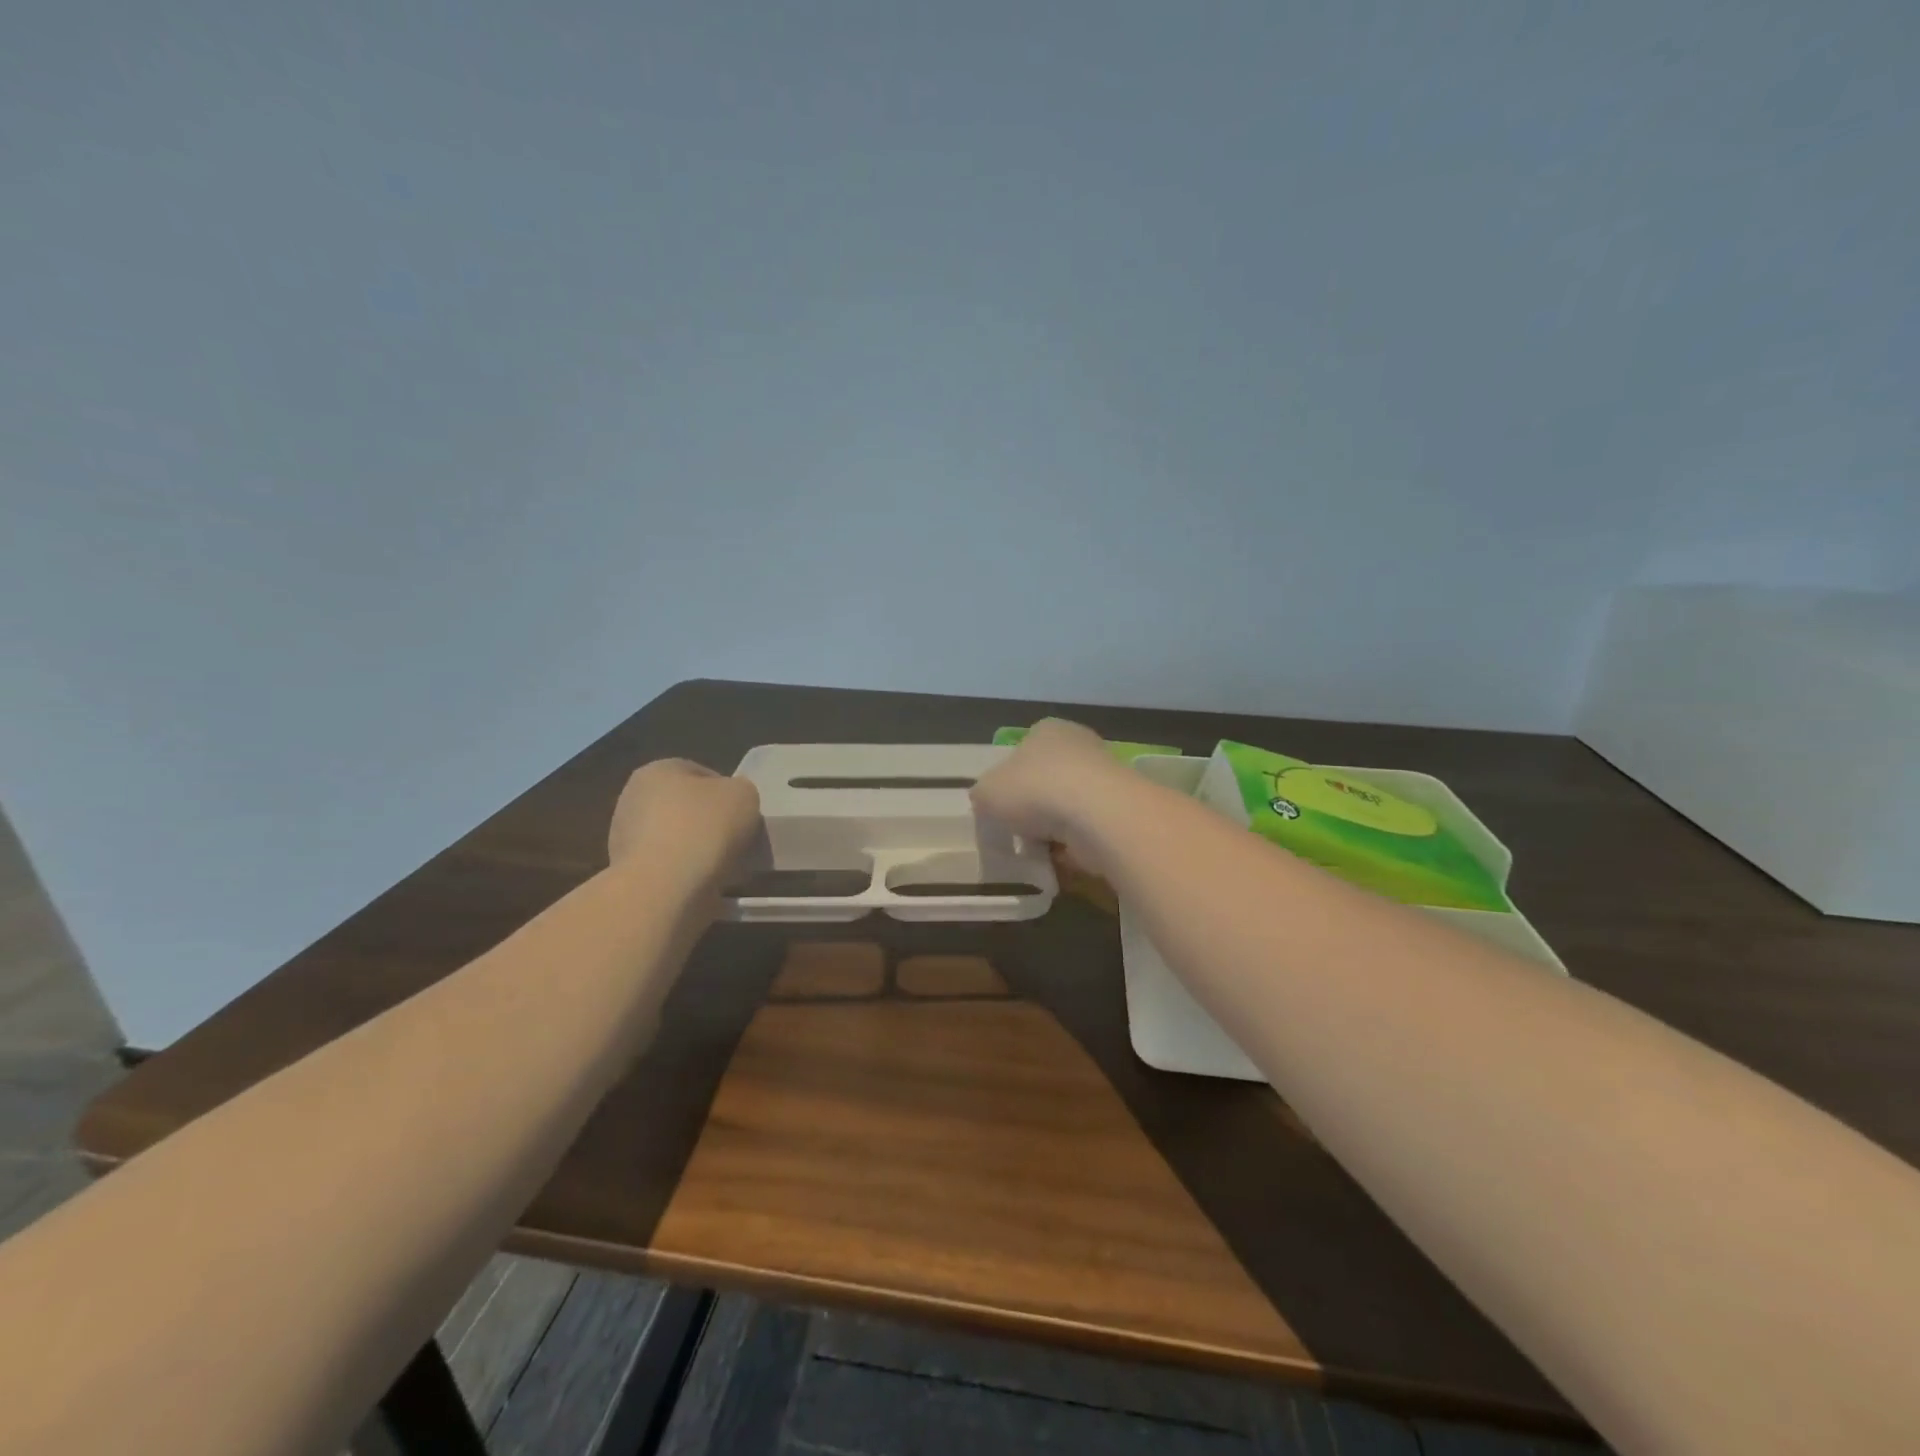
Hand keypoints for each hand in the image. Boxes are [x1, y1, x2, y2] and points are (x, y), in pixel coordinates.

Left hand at [608, 760, 761, 887]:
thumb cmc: (704, 828)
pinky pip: (667, 867)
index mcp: (657, 770)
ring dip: (697, 850)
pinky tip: (704, 884)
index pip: (701, 774)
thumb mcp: (744, 795)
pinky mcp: (627, 873)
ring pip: (676, 839)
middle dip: (709, 823)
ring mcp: (625, 837)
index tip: (743, 815)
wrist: (665, 888)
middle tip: (736, 840)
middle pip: (685, 807)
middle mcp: (633, 798)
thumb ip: (740, 791)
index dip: (728, 793)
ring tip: (723, 867)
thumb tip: (731, 803)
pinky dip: (685, 874)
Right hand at [971, 719, 1131, 874]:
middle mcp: (1080, 745)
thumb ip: (983, 794)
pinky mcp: (1122, 809)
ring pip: (1070, 806)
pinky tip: (1064, 858)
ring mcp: (1106, 777)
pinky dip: (1077, 844)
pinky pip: (1089, 829)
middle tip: (1019, 831)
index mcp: (1047, 730)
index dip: (1010, 779)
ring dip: (1056, 829)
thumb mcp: (986, 792)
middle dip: (1035, 806)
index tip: (1003, 806)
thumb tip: (988, 801)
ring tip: (1040, 850)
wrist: (1097, 816)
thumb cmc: (1035, 791)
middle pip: (1048, 779)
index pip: (1024, 749)